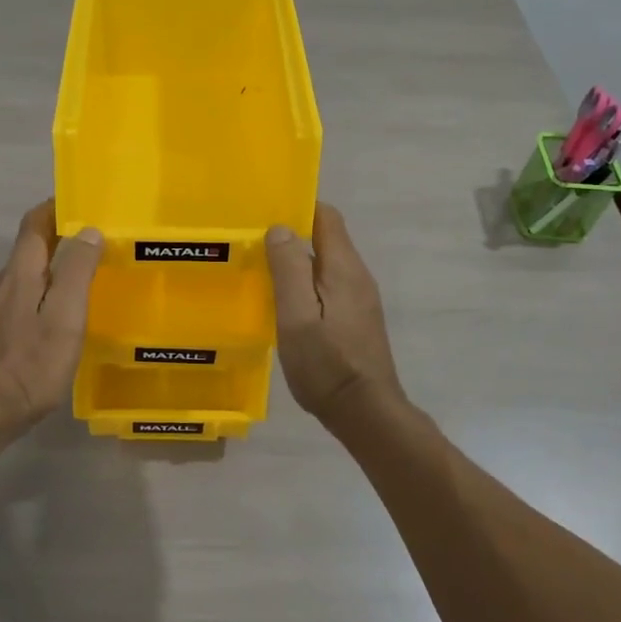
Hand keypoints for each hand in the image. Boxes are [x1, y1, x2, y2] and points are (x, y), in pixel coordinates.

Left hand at [0, 200, 103, 445]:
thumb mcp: (64, 317)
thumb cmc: (30, 365)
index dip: (57, 207)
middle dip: (64, 233)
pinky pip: (29, 293)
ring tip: (92, 268)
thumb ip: (76, 271)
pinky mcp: (0, 330)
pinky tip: (68, 307)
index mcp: (21, 272)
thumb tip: (89, 230)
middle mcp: (6, 282)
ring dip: (59, 261)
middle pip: (33, 245)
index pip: (35, 222)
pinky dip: (51, 286)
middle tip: (102, 236)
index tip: (87, 202)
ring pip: (32, 270)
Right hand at [266, 203, 406, 422]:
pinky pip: (328, 287)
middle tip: (253, 243)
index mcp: (344, 268)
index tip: (265, 212)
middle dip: (292, 234)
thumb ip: (289, 269)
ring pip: (325, 265)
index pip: (326, 217)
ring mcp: (359, 299)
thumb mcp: (297, 316)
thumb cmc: (327, 365)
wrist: (366, 413)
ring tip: (261, 270)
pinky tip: (283, 303)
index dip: (298, 207)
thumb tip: (281, 228)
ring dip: (296, 262)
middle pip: (326, 239)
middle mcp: (357, 276)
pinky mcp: (356, 319)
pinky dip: (305, 284)